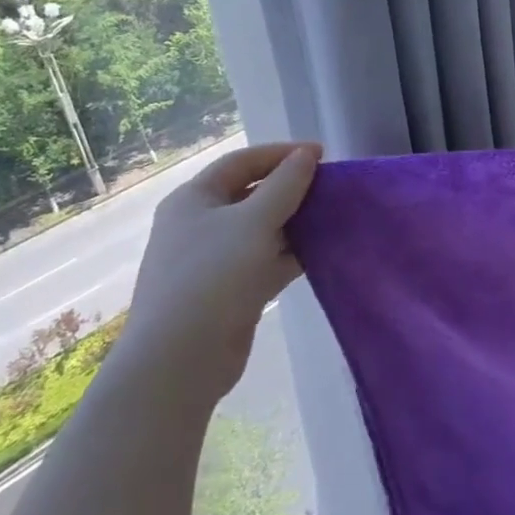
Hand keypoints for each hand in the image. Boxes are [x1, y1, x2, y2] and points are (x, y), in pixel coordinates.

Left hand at [118, 141, 320, 397]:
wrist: (180, 361)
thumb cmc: (213, 276)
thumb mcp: (254, 222)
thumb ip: (285, 185)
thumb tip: (306, 155)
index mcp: (194, 199)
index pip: (242, 162)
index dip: (281, 153)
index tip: (322, 154)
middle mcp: (201, 224)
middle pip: (252, 194)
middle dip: (291, 189)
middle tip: (331, 188)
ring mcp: (215, 260)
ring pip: (262, 230)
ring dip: (295, 223)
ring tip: (334, 217)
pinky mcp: (231, 291)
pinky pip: (265, 261)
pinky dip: (291, 254)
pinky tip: (322, 251)